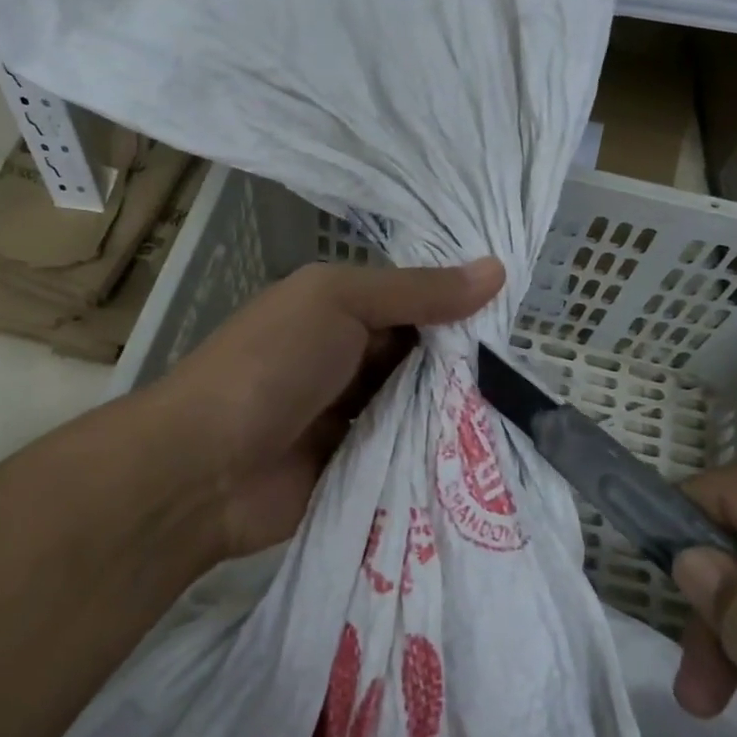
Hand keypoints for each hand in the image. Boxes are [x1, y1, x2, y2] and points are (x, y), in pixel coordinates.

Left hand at [151, 258, 503, 560]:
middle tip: (530, 374)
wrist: (206, 467)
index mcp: (337, 309)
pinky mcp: (356, 467)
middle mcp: (346, 357)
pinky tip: (489, 457)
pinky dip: (435, 453)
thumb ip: (415, 291)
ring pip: (417, 407)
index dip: (460, 308)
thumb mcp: (339, 302)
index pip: (413, 301)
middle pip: (420, 357)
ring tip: (525, 416)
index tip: (518, 322)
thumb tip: (496, 269)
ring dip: (454, 411)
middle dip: (465, 365)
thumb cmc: (271, 364)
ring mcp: (349, 415)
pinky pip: (405, 453)